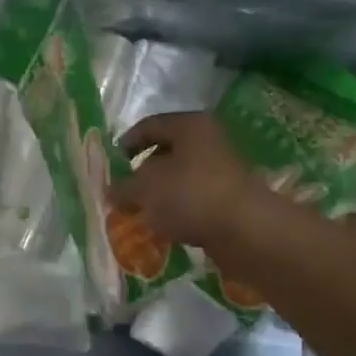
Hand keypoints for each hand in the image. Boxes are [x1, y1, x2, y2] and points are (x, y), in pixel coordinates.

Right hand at [110, 112, 268, 248]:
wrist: (245, 230)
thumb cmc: (190, 195)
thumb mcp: (145, 188)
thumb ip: (123, 188)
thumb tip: (110, 191)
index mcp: (189, 125)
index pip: (149, 126)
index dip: (126, 143)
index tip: (111, 164)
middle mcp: (208, 141)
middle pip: (166, 152)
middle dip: (141, 172)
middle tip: (122, 192)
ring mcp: (221, 171)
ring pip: (180, 178)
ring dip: (159, 194)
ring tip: (139, 213)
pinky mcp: (228, 198)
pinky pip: (194, 199)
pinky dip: (177, 210)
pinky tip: (164, 227)